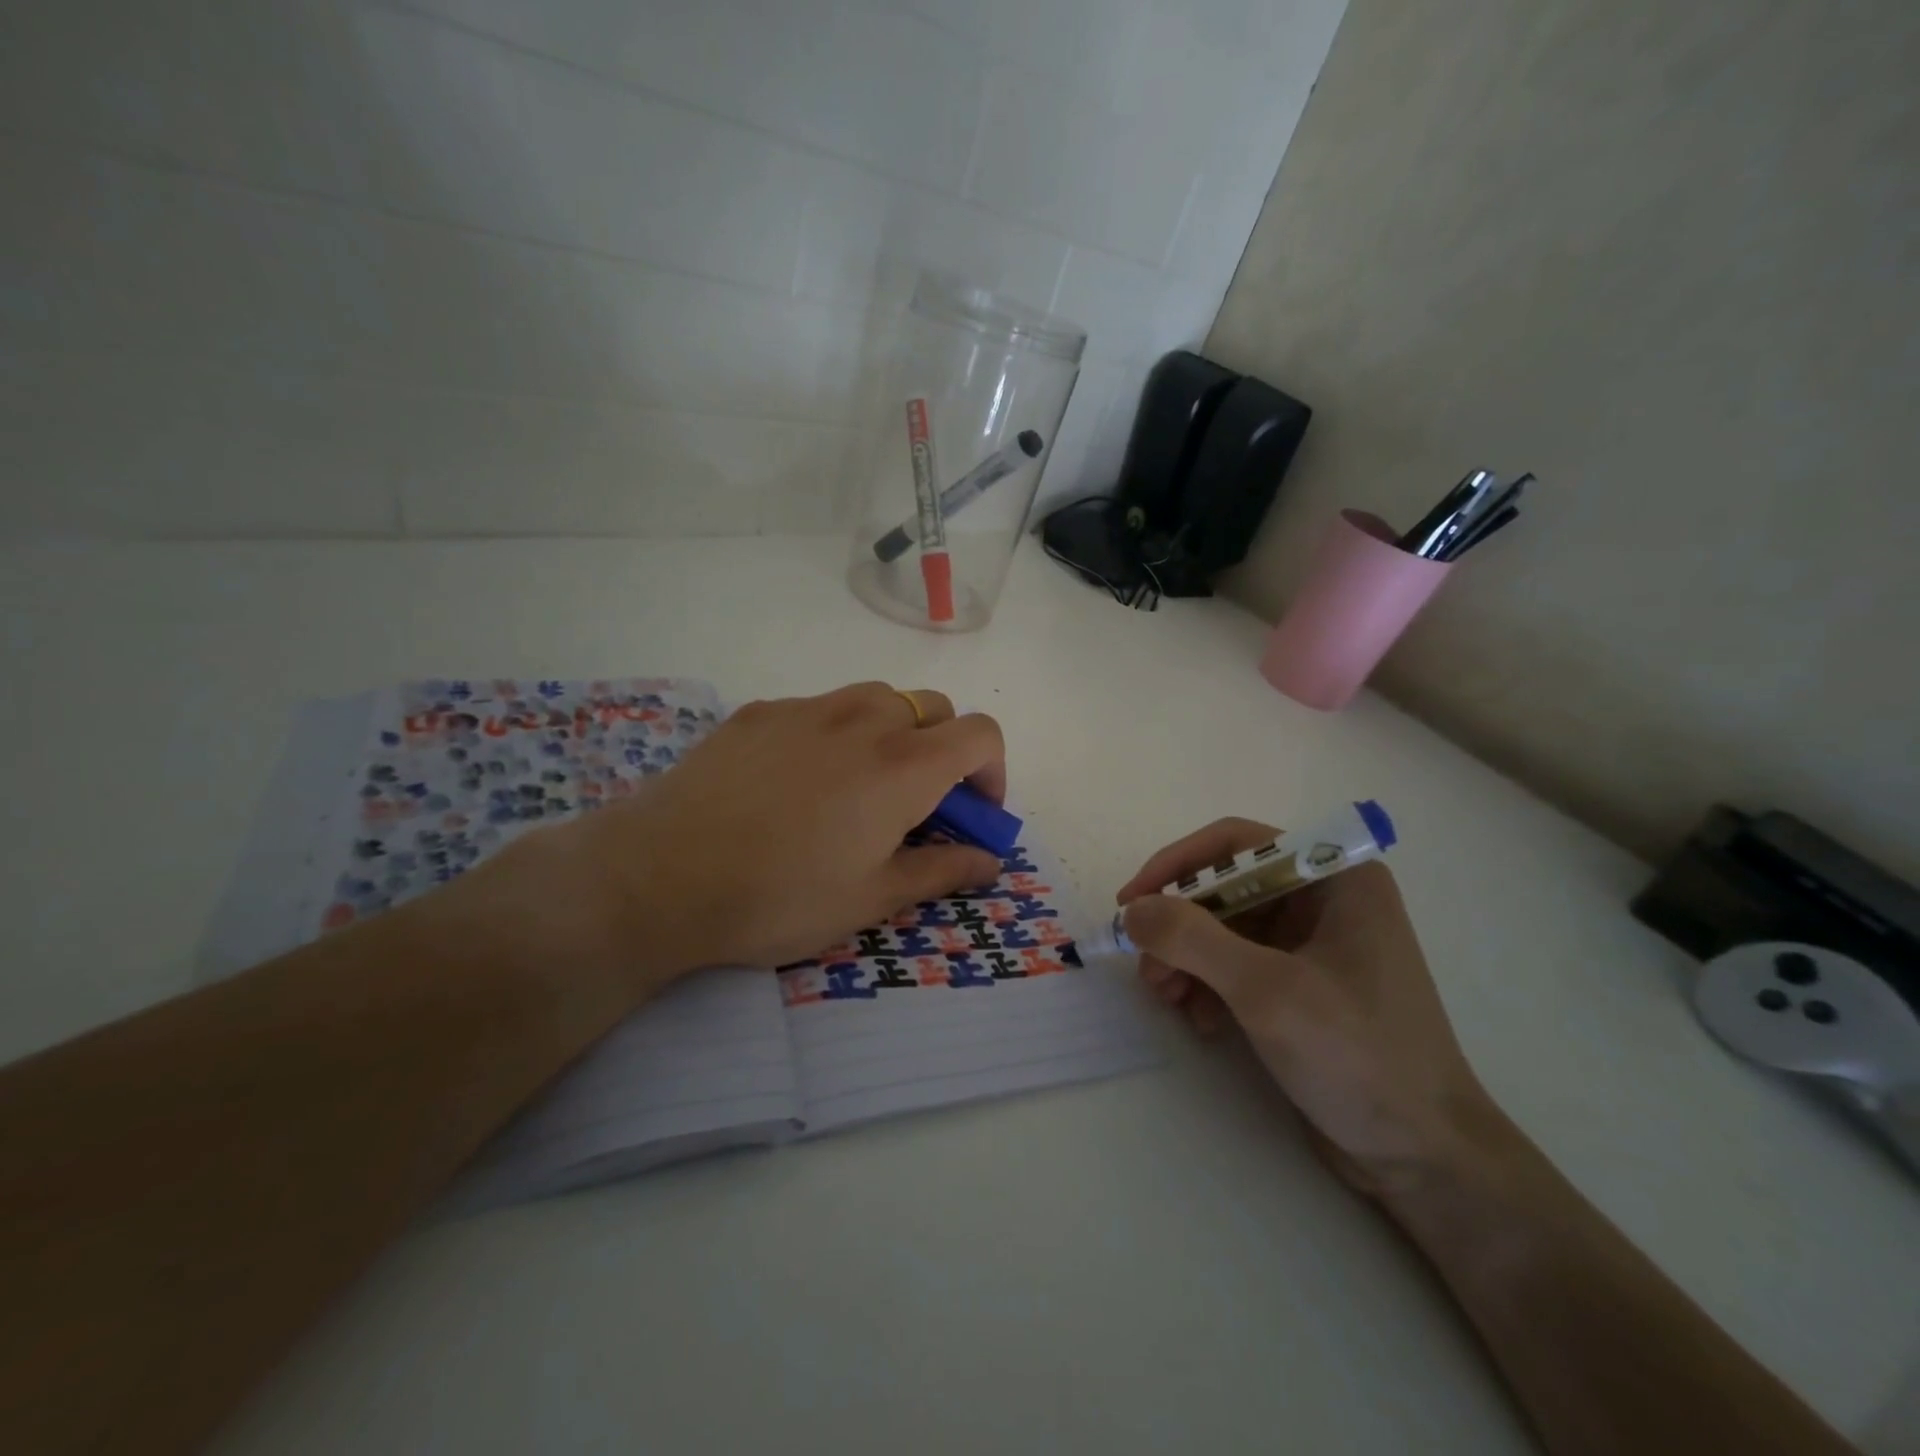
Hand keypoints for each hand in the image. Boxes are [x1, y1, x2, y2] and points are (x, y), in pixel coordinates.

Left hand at [448, 683, 1005, 995]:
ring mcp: (807, 708)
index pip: (981, 734)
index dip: (993, 772)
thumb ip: (942, 870)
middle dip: (944, 751)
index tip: (974, 815)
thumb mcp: (872, 898)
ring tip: (859, 788)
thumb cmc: (779, 897)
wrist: (659, 875)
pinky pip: (819, 709)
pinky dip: (834, 735)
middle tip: (917, 806)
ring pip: (877, 699)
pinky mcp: (759, 711)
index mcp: (903, 765)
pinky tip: (794, 784)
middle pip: (933, 709)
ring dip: (892, 734)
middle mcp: (864, 719)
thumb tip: (990, 861)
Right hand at [1118, 819, 1505, 1196]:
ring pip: (1227, 929)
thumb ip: (1192, 939)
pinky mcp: (1304, 986)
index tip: (1132, 902)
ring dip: (1188, 958)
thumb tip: (1133, 910)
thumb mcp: (1266, 991)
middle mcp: (1325, 900)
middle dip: (1180, 925)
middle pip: (1227, 888)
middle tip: (1146, 966)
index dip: (1177, 865)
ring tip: (1167, 998)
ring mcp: (1316, 944)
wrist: (1425, 1158)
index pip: (1236, 844)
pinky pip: (1240, 965)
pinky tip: (1201, 1021)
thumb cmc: (1357, 1057)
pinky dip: (1211, 985)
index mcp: (1336, 877)